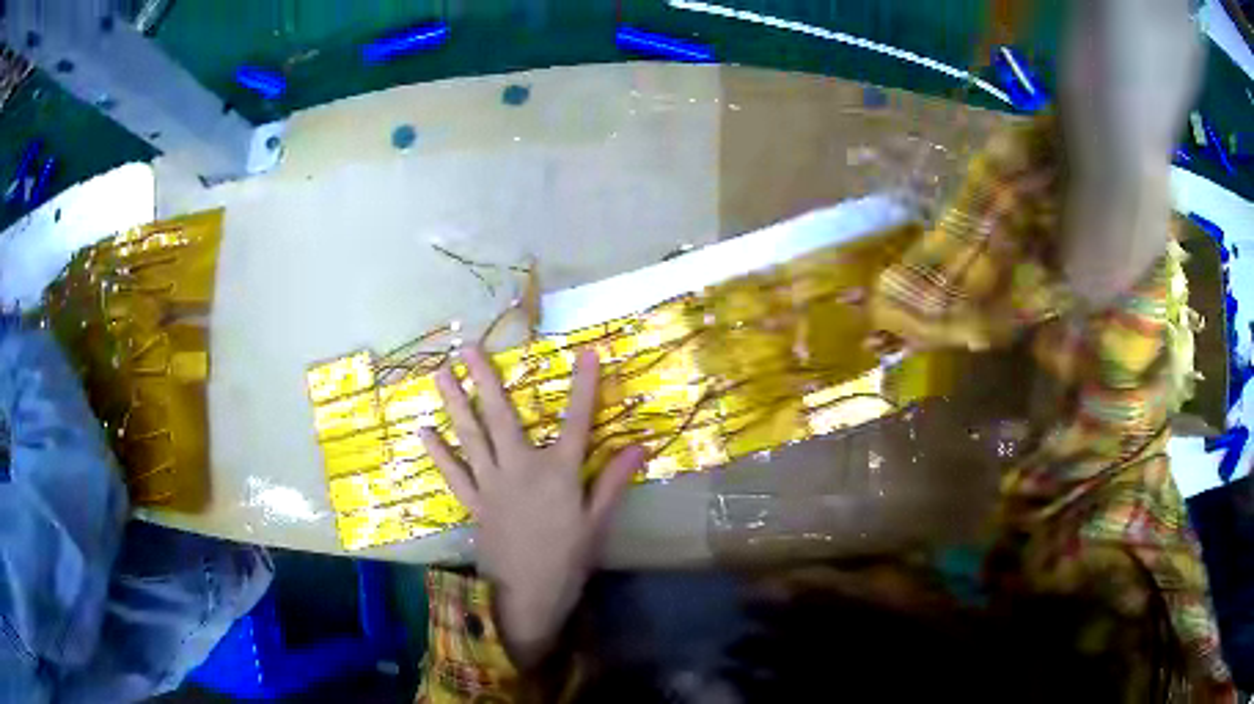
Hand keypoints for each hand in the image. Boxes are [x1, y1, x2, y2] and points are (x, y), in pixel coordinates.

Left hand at [419, 345, 645, 667]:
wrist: (527, 597)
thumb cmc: (568, 561)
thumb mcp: (597, 523)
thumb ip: (613, 482)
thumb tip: (640, 446)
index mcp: (558, 473)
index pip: (576, 422)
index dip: (585, 386)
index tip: (588, 352)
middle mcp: (520, 469)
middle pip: (501, 417)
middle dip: (485, 378)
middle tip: (467, 346)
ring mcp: (491, 485)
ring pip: (470, 437)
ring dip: (455, 403)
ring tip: (440, 373)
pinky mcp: (474, 503)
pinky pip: (453, 473)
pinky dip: (439, 453)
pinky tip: (424, 431)